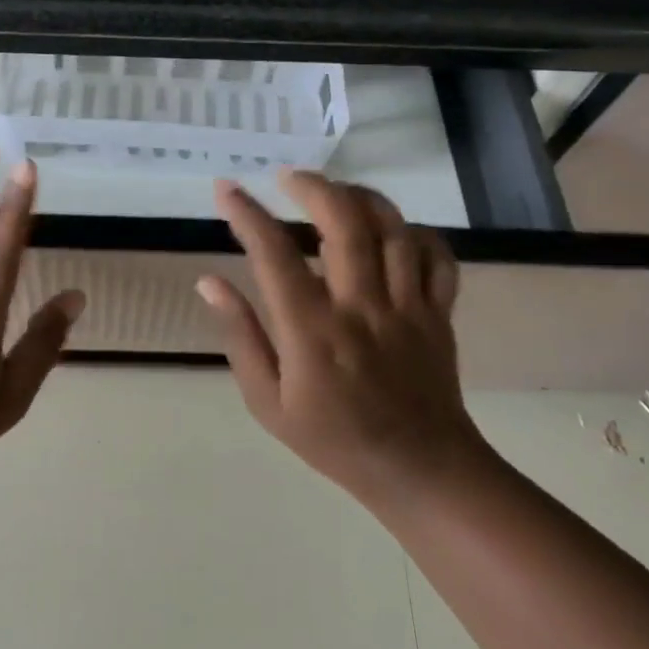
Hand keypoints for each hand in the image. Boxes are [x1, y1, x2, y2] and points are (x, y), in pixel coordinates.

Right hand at [196, 170, 485, 512]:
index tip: (226, 188)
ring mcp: (406, 306)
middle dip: (312, 187)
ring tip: (335, 191)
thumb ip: (240, 336)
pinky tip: (391, 231)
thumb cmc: (333, 439)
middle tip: (288, 177)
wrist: (420, 471)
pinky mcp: (438, 312)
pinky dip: (415, 232)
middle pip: (343, 223)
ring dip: (360, 197)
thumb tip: (209, 281)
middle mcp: (361, 307)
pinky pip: (436, 256)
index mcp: (313, 331)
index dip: (247, 214)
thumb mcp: (267, 402)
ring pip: (391, 228)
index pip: (274, 254)